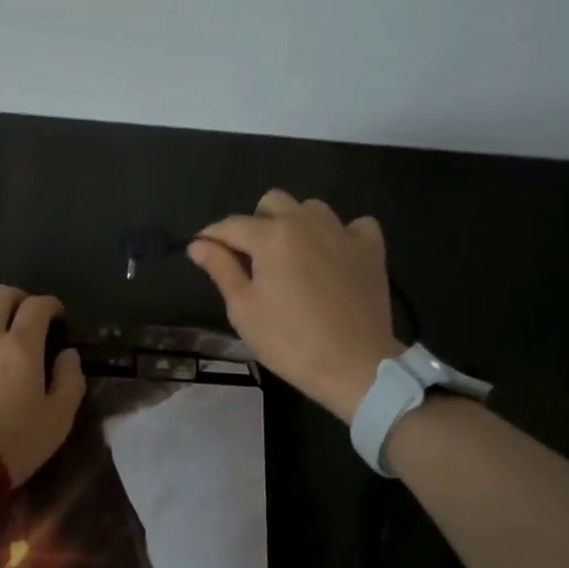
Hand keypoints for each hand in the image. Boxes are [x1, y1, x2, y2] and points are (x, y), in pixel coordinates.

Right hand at [187, 190, 399, 424]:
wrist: (354, 365)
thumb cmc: (289, 341)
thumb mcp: (244, 309)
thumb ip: (221, 269)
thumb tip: (198, 244)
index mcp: (270, 236)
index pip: (231, 225)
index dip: (211, 236)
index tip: (201, 250)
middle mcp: (305, 222)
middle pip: (273, 202)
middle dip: (256, 222)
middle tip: (253, 257)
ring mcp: (342, 232)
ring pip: (311, 208)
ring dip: (297, 223)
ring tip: (293, 255)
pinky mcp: (371, 249)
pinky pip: (355, 225)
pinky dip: (342, 234)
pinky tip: (335, 255)